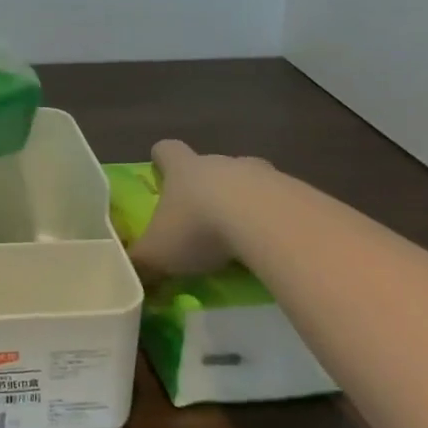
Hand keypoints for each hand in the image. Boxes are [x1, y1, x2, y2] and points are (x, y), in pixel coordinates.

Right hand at [128, 139, 274, 278]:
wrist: (270, 225)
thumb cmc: (200, 228)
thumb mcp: (158, 254)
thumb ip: (141, 264)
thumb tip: (128, 277)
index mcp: (184, 168)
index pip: (167, 149)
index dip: (162, 160)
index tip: (161, 176)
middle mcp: (222, 163)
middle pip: (211, 166)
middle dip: (207, 188)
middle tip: (203, 220)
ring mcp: (263, 175)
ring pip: (250, 182)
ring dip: (246, 204)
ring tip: (242, 239)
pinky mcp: (299, 194)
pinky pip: (283, 205)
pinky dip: (276, 223)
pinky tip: (274, 249)